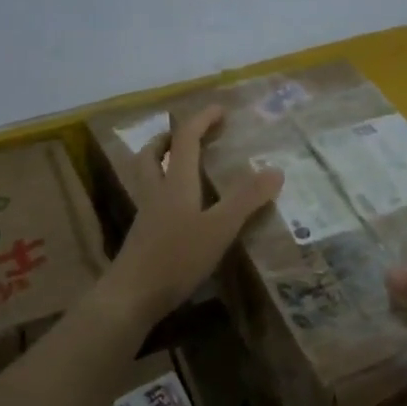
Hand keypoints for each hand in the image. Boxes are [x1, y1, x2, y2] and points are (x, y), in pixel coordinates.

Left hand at [104, 105, 282, 325]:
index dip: (202, 120)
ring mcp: (146, 214)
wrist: (131, 296)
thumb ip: (246, 199)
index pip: (185, 139)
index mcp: (176, 183)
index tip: (220, 109)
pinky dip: (163, 190)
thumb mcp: (219, 228)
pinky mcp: (142, 236)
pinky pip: (151, 199)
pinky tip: (178, 208)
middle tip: (189, 135)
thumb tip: (275, 169)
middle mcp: (157, 191)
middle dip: (169, 138)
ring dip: (160, 161)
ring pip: (147, 175)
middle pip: (153, 153)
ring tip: (179, 164)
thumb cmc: (176, 257)